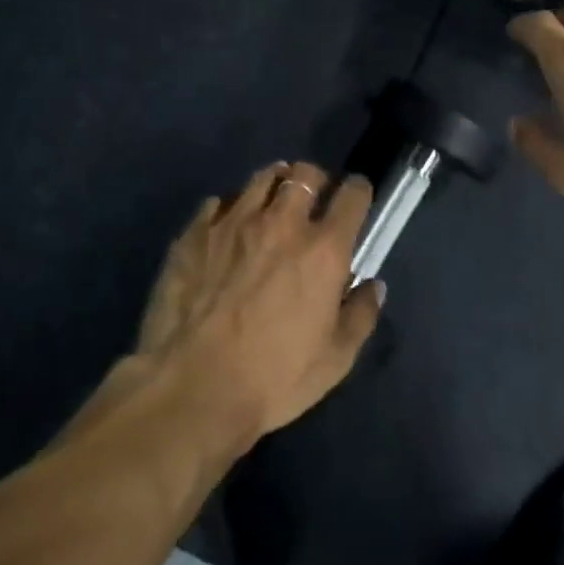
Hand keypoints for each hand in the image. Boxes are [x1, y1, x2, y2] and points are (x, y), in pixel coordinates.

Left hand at [135, 162, 382, 444]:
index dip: (358, 192)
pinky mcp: (194, 234)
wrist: (191, 389)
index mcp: (323, 250)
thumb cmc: (273, 378)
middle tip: (312, 201)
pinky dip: (230, 209)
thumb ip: (360, 315)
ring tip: (271, 202)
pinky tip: (227, 228)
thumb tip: (372, 286)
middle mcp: (282, 223)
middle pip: (305, 175)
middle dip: (315, 181)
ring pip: (261, 179)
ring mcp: (233, 223)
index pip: (352, 196)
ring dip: (274, 185)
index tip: (356, 200)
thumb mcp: (335, 360)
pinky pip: (217, 203)